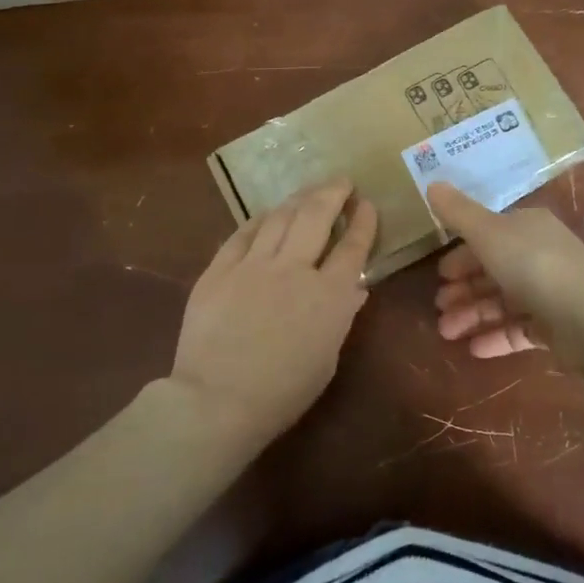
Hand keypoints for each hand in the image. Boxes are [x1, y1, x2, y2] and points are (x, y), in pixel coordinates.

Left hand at [170, 179, 377, 443]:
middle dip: (333, 193)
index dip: (363, 222)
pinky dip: (259, 219)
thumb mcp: (326, 359)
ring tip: (309, 189)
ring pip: (280, 217)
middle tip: (342, 181)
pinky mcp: (219, 270)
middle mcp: (295, 270)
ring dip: (299, 198)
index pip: (353, 247)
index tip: (367, 205)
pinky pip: (242, 234)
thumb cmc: (282, 392)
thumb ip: (341, 317)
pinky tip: (267, 213)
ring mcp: (253, 266)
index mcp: (329, 296)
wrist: (216, 401)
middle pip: (317, 216)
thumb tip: (355, 289)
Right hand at [427, 179, 583, 358]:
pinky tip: (473, 349)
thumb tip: (432, 184)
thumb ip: (458, 213)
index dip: (462, 254)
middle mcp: (540, 256)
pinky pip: (520, 330)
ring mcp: (551, 293)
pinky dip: (496, 337)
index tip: (440, 274)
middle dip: (464, 289)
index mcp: (527, 229)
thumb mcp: (488, 232)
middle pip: (495, 271)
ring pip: (504, 302)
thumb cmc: (533, 264)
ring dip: (473, 315)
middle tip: (438, 307)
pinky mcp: (557, 327)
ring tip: (446, 333)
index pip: (489, 236)